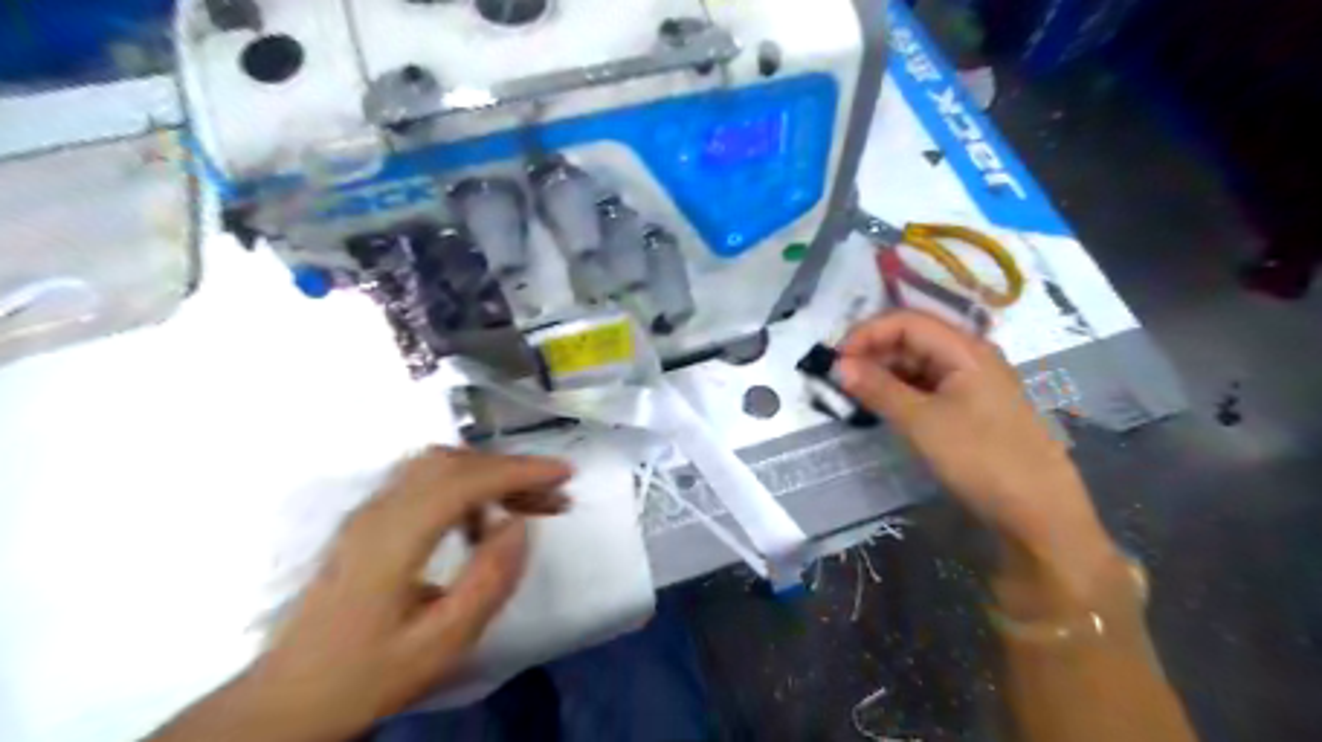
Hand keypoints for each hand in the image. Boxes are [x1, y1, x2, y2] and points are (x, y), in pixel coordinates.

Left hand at [145, 447, 571, 740]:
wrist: (285, 700)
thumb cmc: (366, 675)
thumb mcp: (439, 644)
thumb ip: (487, 582)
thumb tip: (520, 525)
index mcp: (393, 539)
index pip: (465, 480)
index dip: (520, 470)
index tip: (565, 473)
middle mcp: (378, 511)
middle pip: (453, 463)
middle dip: (512, 470)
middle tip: (555, 496)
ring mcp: (368, 512)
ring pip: (438, 466)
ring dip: (489, 475)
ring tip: (528, 506)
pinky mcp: (368, 522)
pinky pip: (425, 483)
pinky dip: (466, 487)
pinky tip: (483, 523)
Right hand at [834, 314, 1111, 609]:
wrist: (1038, 513)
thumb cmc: (980, 458)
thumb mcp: (921, 422)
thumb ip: (878, 389)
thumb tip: (838, 366)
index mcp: (965, 349)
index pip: (906, 321)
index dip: (867, 333)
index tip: (835, 359)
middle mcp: (970, 357)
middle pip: (912, 338)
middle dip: (872, 352)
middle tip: (839, 379)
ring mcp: (972, 383)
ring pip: (918, 364)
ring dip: (884, 373)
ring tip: (854, 394)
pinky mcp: (971, 408)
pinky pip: (927, 387)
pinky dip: (900, 392)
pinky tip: (882, 407)